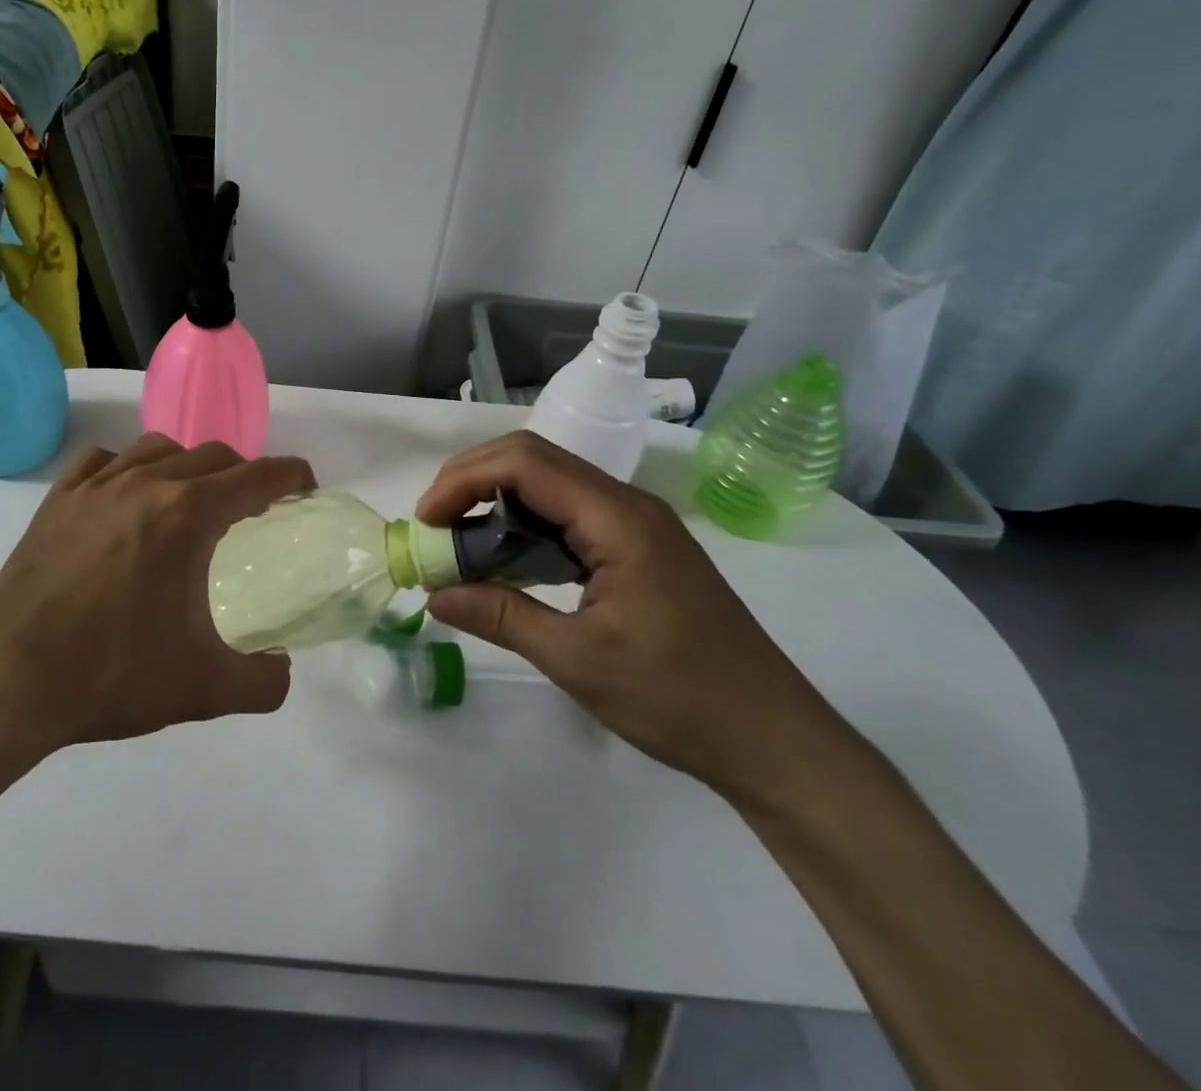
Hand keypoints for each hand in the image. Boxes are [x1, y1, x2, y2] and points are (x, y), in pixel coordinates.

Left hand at [0, 434, 313, 751]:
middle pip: (212, 456)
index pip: (256, 477)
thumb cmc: (110, 676)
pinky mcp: (56, 502)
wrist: (5, 683)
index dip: (290, 477)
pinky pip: (102, 461)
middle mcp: (144, 483)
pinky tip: (125, 495)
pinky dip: (128, 467)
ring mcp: (94, 487)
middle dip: (244, 474)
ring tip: (192, 500)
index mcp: (186, 515)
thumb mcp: (202, 689)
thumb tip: (283, 673)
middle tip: (254, 509)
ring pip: (158, 448)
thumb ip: (262, 682)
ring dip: (189, 465)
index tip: (306, 487)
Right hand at [418, 431, 839, 798]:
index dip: (464, 479)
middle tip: (434, 525)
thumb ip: (502, 617)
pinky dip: (525, 527)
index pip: (524, 463)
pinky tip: (506, 562)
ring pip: (550, 485)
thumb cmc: (679, 699)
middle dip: (473, 482)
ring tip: (459, 543)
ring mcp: (636, 525)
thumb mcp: (578, 661)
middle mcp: (627, 505)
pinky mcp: (638, 548)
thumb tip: (435, 596)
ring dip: (497, 503)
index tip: (426, 520)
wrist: (774, 740)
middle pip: (533, 460)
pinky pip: (569, 515)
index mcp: (618, 519)